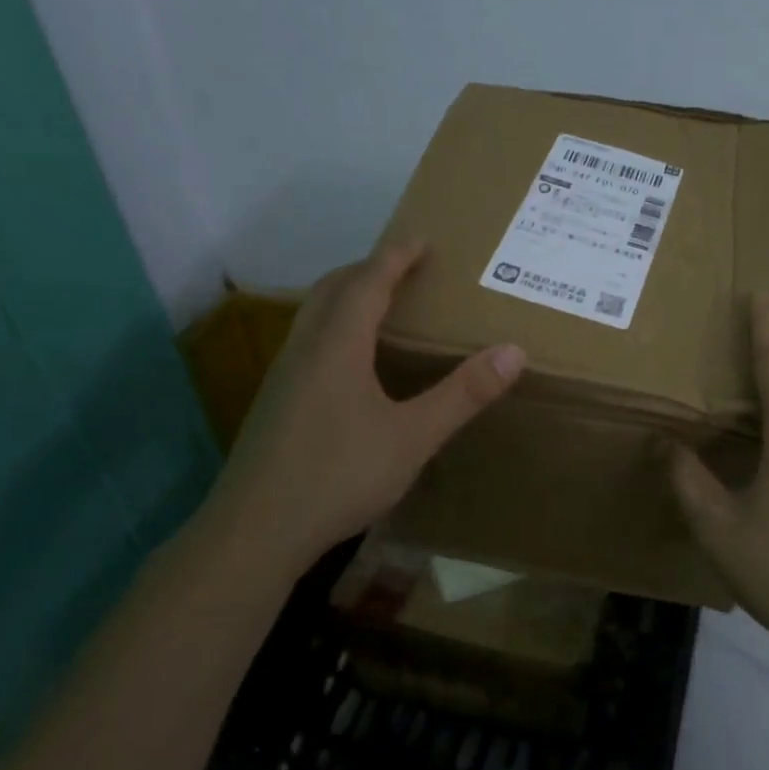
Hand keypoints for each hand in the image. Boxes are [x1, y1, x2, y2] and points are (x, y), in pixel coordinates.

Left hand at [203, 242, 525, 573]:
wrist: (255, 531)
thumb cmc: (338, 475)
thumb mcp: (413, 437)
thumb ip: (463, 394)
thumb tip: (513, 351)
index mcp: (338, 345)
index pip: (368, 281)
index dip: (396, 256)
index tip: (421, 238)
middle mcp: (305, 349)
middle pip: (333, 289)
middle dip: (368, 268)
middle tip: (403, 266)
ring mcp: (284, 377)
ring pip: (314, 316)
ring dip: (347, 297)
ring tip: (380, 305)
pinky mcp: (276, 404)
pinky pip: (309, 342)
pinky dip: (334, 328)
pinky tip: (350, 363)